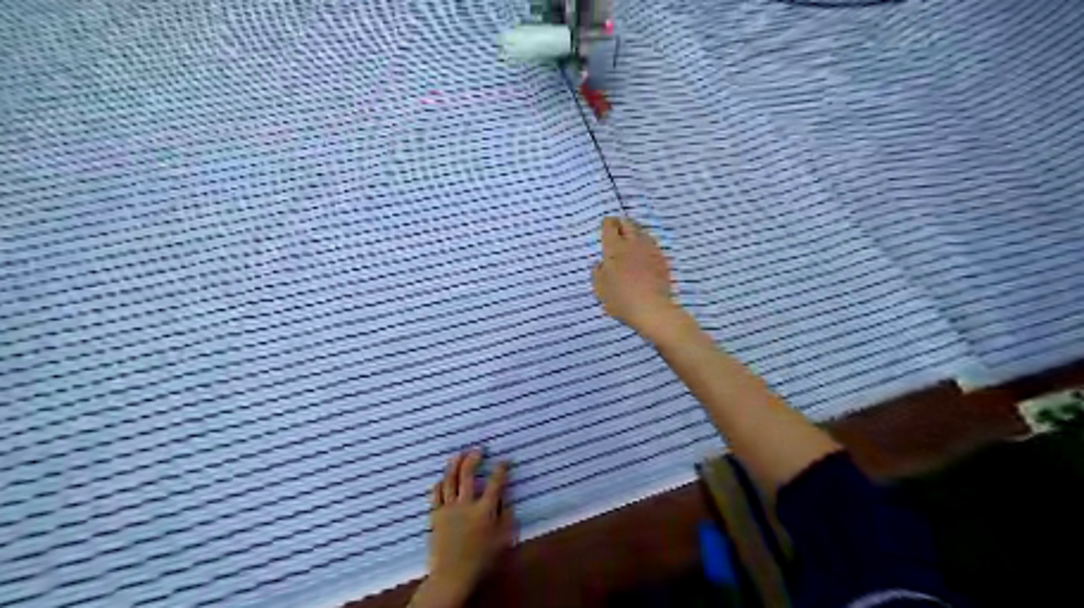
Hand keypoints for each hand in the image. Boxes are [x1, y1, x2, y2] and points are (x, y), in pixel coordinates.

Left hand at [413, 448, 517, 605]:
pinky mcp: (436, 515)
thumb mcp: (502, 540)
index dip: (501, 469)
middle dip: (473, 458)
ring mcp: (448, 508)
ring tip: (458, 455)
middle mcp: (466, 504)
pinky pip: (436, 494)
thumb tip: (507, 500)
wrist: (452, 576)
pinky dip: (440, 483)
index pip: (495, 483)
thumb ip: (506, 517)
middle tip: (478, 450)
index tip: (504, 461)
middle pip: (467, 474)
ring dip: (454, 464)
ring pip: (449, 479)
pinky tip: (442, 478)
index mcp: (484, 510)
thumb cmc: (481, 560)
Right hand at [589, 219, 679, 342]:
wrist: (651, 308)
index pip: (610, 226)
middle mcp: (632, 244)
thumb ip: (597, 272)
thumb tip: (600, 264)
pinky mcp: (662, 259)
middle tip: (618, 227)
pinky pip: (652, 245)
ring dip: (636, 232)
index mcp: (614, 248)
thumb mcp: (599, 288)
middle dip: (622, 223)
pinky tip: (644, 253)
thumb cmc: (620, 299)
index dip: (607, 223)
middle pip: (628, 224)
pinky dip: (646, 245)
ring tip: (632, 239)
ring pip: (642, 232)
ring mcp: (649, 250)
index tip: (606, 224)